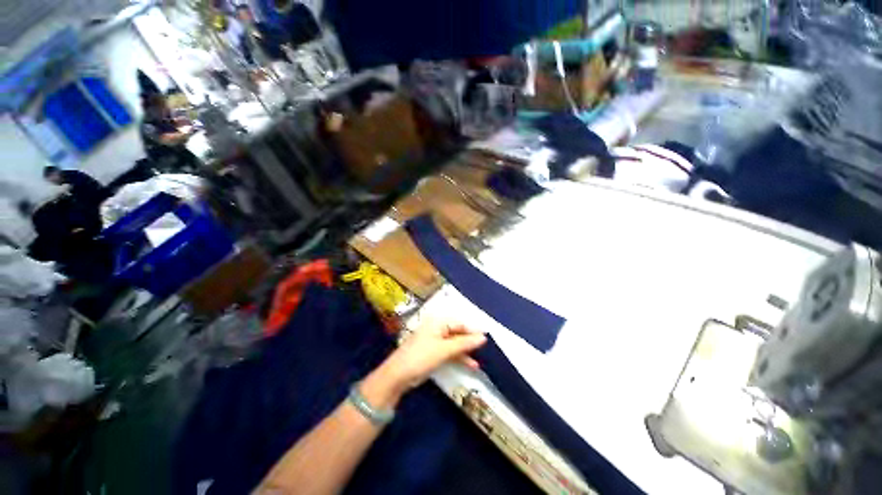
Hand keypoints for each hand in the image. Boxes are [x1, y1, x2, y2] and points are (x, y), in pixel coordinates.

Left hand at [361, 326, 486, 410]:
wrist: (398, 375)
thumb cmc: (421, 356)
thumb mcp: (444, 349)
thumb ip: (464, 343)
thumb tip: (483, 337)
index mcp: (438, 322)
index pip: (460, 323)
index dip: (473, 331)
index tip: (487, 339)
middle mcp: (437, 328)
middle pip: (458, 333)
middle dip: (470, 342)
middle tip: (485, 350)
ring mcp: (435, 340)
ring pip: (454, 343)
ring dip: (465, 352)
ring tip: (479, 361)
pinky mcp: (433, 352)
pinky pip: (449, 351)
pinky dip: (458, 357)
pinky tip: (470, 364)